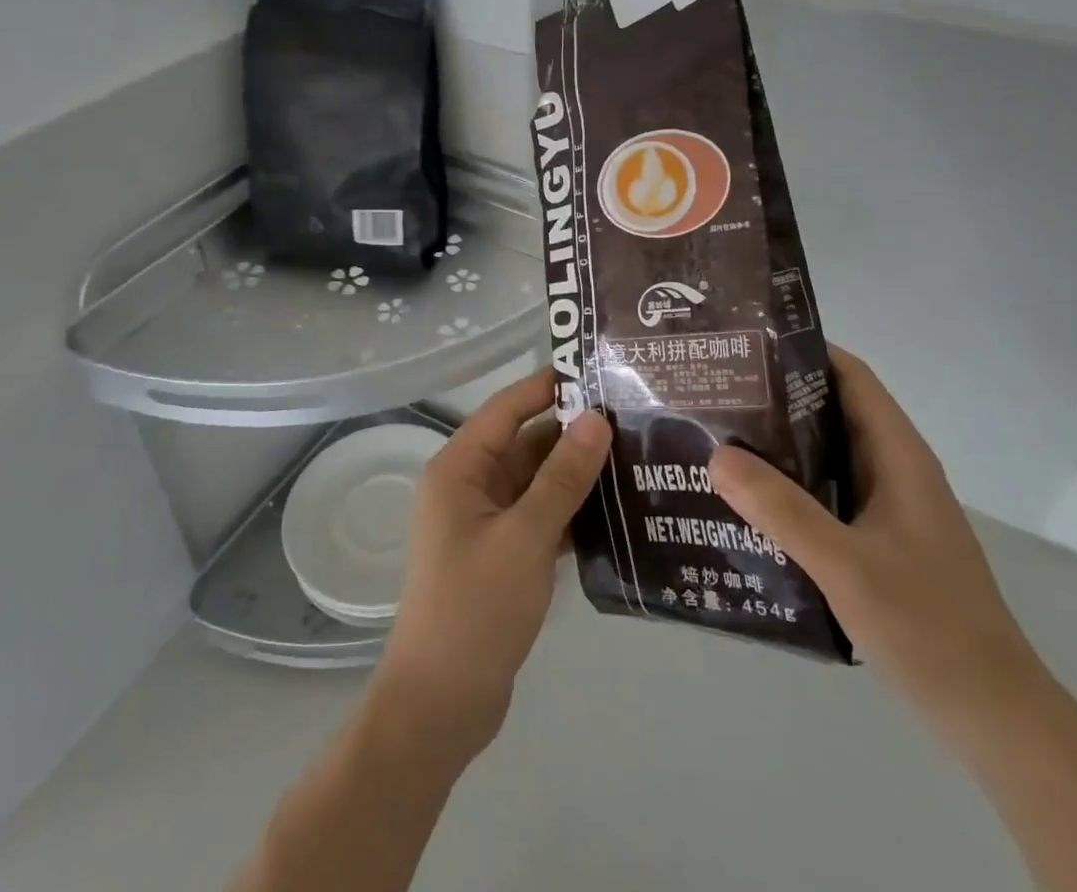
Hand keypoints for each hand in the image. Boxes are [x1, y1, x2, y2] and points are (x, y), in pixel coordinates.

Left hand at [373, 369, 611, 760]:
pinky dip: (571, 508)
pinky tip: (617, 507)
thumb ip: (563, 477)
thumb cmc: (475, 609)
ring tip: (635, 454)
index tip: (598, 369)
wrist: (441, 706)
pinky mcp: (502, 552)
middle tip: (634, 416)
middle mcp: (469, 484)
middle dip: (573, 431)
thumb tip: (597, 419)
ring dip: (577, 471)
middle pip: (525, 441)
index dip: (549, 386)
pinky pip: (540, 513)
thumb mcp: (525, 536)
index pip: (508, 407)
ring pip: (536, 479)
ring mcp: (486, 520)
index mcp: (460, 467)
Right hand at [709, 345, 1043, 732]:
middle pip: (833, 410)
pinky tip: (747, 499)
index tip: (745, 346)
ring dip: (780, 443)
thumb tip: (716, 453)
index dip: (802, 351)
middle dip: (777, 396)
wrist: (993, 717)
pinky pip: (827, 492)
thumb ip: (781, 509)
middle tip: (715, 391)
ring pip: (827, 454)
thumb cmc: (927, 627)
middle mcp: (895, 469)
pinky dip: (790, 484)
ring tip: (717, 435)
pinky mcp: (879, 540)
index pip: (850, 376)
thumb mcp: (845, 565)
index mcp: (899, 456)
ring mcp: (888, 507)